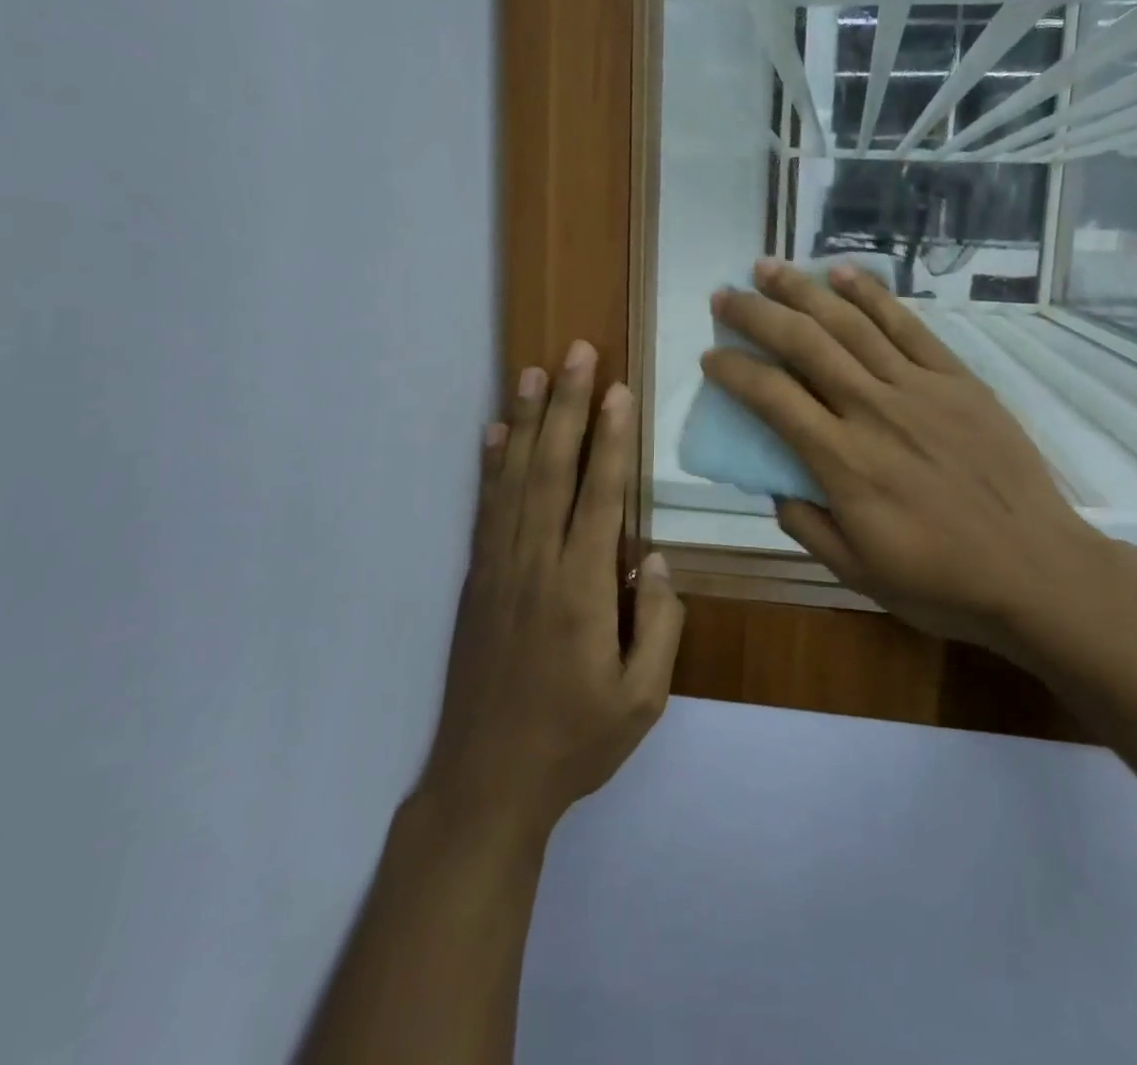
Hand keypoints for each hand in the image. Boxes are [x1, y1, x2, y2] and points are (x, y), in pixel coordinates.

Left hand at [420, 341, 683, 836]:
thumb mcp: (643, 699)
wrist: (487, 782)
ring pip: (514, 479)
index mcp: (581, 591)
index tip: (617, 390)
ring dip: (525, 421)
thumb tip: (652, 555)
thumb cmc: (575, 740)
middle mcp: (536, 565)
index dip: (610, 439)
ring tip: (534, 372)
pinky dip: (490, 465)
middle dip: (566, 407)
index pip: (598, 497)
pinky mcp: (477, 579)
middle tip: (576, 353)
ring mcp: (499, 568)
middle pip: (552, 470)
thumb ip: (659, 623)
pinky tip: (493, 432)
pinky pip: (485, 509)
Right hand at [701, 260, 1121, 652]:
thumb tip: (775, 485)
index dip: (734, 372)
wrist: (1037, 569)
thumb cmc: (942, 582)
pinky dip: (872, 296)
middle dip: (756, 314)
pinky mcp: (957, 379)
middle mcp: (874, 410)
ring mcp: (919, 388)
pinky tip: (841, 273)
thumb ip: (806, 524)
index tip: (710, 356)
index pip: (772, 398)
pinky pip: (908, 326)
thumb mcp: (857, 573)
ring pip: (850, 324)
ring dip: (803, 291)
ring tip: (768, 267)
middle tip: (724, 295)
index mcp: (844, 462)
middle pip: (804, 345)